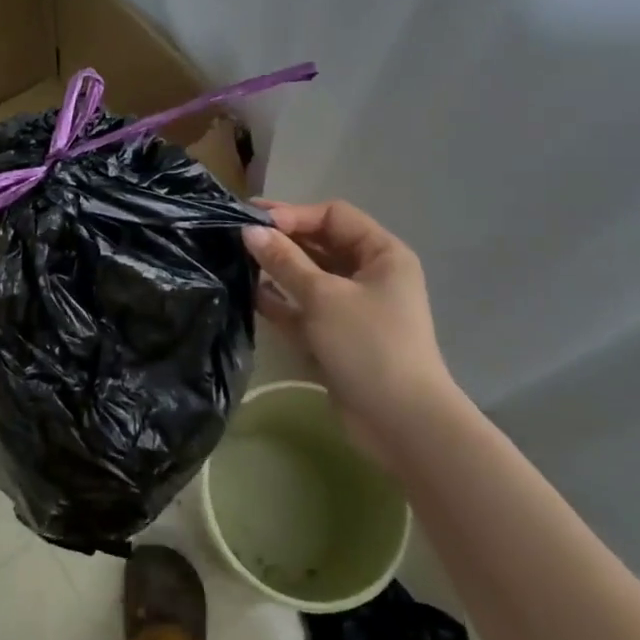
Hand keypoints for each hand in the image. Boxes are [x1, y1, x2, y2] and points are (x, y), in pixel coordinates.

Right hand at [244, 200, 454, 438]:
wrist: (402, 424)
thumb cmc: (368, 345)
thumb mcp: (323, 297)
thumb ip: (284, 261)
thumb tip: (249, 231)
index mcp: (381, 254)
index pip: (333, 216)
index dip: (295, 215)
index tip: (256, 222)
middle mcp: (369, 274)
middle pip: (320, 244)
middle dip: (282, 240)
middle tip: (237, 235)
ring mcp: (353, 307)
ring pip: (309, 277)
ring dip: (277, 270)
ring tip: (237, 262)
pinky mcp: (337, 336)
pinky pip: (305, 309)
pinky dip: (281, 302)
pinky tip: (251, 295)